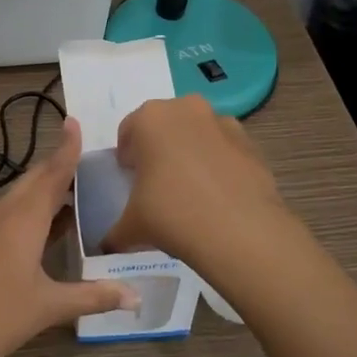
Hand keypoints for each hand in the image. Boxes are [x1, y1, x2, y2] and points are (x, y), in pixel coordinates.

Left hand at [0, 119, 137, 356]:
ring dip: (47, 187)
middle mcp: (6, 214)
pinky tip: (50, 225)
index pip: (52, 173)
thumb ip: (93, 296)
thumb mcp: (49, 306)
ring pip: (22, 196)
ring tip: (77, 186)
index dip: (66, 148)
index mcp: (25, 218)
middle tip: (88, 156)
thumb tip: (136, 296)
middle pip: (36, 179)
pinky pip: (14, 213)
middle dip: (59, 165)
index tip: (74, 121)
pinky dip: (35, 209)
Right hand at [102, 95, 293, 271]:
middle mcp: (186, 109)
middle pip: (164, 126)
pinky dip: (219, 165)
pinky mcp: (251, 143)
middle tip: (157, 183)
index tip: (130, 179)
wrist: (240, 230)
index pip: (128, 131)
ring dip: (190, 153)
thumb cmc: (172, 214)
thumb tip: (105, 247)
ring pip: (197, 134)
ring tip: (191, 191)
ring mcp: (223, 122)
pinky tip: (217, 196)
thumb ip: (114, 232)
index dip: (127, 157)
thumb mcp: (132, 226)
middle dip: (158, 149)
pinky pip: (224, 150)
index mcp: (150, 118)